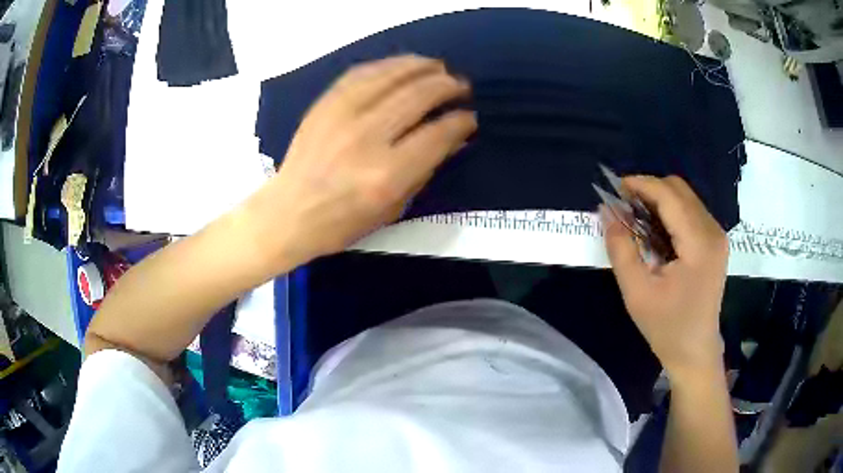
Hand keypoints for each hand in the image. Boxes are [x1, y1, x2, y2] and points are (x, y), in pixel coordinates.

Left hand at [245, 55, 475, 265]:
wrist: (289, 213)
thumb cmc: (342, 222)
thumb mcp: (393, 208)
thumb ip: (425, 170)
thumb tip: (453, 138)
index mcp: (387, 174)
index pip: (438, 134)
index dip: (461, 121)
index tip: (469, 117)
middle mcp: (367, 138)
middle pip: (418, 96)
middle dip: (447, 86)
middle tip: (460, 86)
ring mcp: (342, 115)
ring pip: (392, 76)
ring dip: (422, 67)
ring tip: (438, 67)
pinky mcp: (325, 104)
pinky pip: (362, 73)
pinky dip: (388, 65)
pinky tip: (403, 65)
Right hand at [602, 176, 728, 378]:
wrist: (695, 352)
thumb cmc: (667, 328)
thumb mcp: (637, 293)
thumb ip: (621, 249)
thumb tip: (607, 211)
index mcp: (699, 243)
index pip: (669, 195)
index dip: (640, 185)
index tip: (614, 188)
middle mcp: (713, 231)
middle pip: (679, 189)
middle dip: (649, 190)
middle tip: (623, 206)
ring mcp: (717, 236)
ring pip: (685, 197)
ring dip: (659, 200)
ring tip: (635, 217)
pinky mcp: (715, 242)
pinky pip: (690, 211)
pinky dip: (669, 212)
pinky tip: (654, 229)